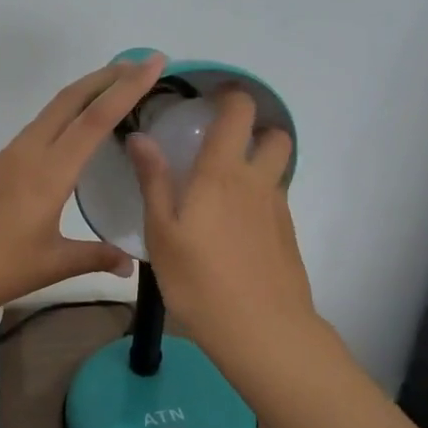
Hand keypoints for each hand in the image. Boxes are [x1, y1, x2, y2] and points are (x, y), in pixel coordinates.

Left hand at [0, 54, 168, 324]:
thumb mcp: (51, 265)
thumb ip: (94, 257)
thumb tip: (130, 263)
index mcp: (48, 172)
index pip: (95, 119)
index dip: (128, 88)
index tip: (153, 62)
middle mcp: (27, 153)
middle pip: (70, 100)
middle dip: (106, 77)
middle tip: (140, 64)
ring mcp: (7, 158)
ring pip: (51, 111)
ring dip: (83, 94)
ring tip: (113, 90)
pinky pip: (36, 129)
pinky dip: (63, 116)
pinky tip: (71, 133)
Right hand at [127, 89, 320, 365]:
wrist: (262, 331)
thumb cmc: (200, 280)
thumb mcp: (162, 232)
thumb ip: (153, 181)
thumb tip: (140, 137)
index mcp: (222, 173)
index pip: (239, 112)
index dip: (230, 96)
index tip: (210, 98)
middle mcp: (257, 182)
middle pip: (275, 137)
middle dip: (256, 130)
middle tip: (224, 144)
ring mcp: (278, 210)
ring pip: (277, 171)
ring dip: (259, 165)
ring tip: (224, 189)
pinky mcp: (288, 237)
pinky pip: (275, 201)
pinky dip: (258, 200)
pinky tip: (234, 230)